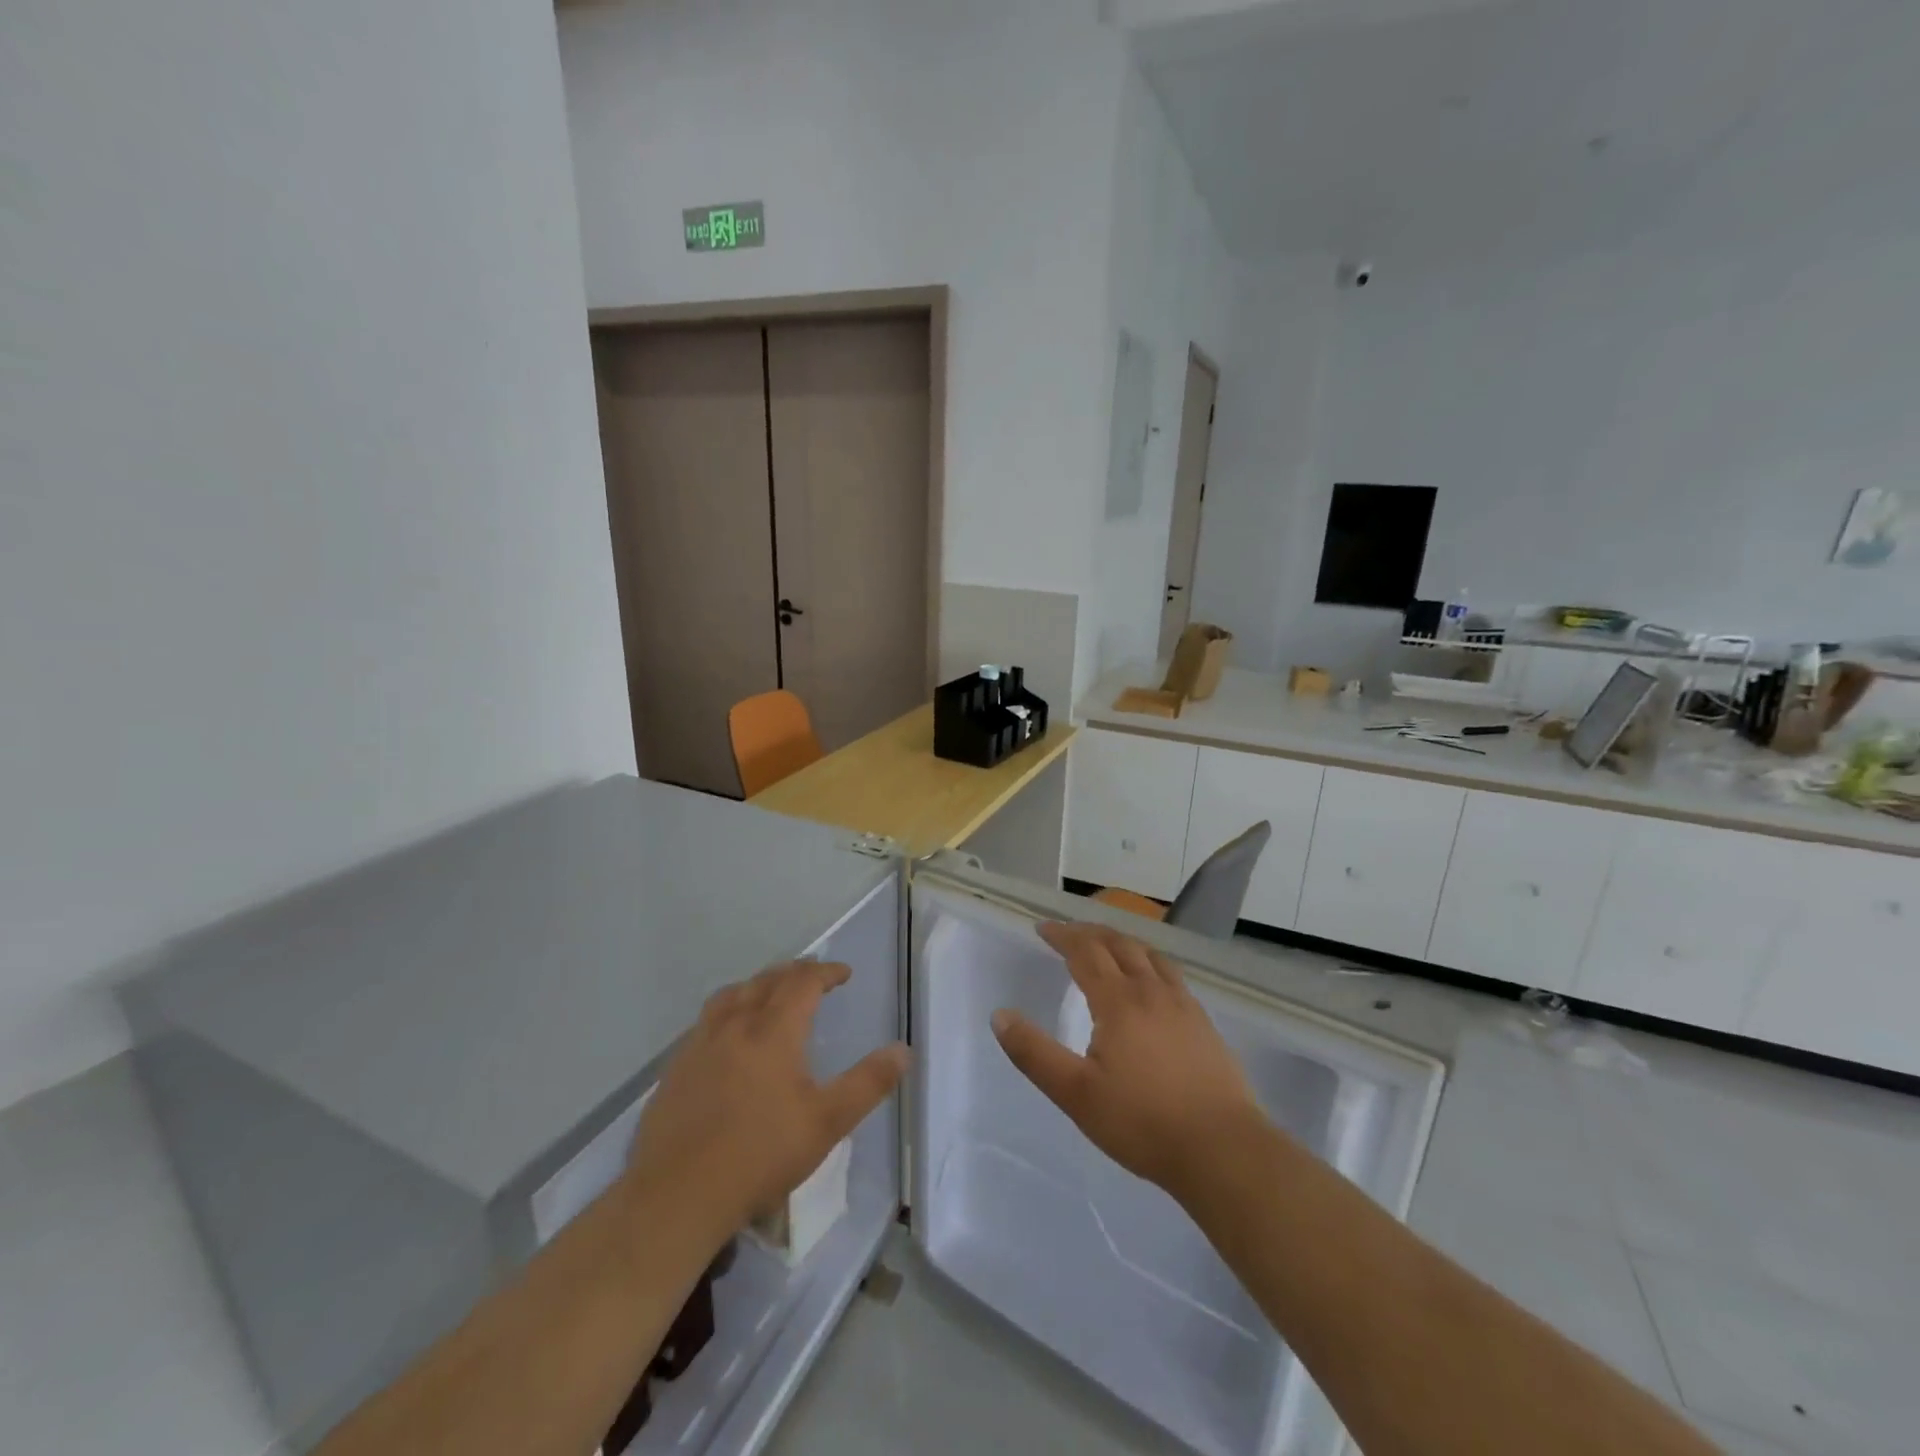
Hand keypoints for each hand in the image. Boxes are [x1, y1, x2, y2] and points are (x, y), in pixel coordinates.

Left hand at [627, 961, 909, 1241]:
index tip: (844, 973)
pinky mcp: (676, 1067)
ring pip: (731, 994)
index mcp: (773, 1031)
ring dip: (757, 985)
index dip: (826, 972)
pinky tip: (729, 1037)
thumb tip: (903, 1050)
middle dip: (794, 973)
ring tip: (770, 994)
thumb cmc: (759, 1156)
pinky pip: (706, 1020)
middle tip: (813, 977)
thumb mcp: (827, 1123)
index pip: (803, 982)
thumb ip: (868, 1083)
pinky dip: (728, 1011)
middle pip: (767, 981)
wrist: (676, 1196)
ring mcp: (699, 1044)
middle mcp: (735, 1025)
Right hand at [992, 922, 1263, 1200]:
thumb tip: (1000, 1016)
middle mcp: (1151, 991)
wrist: (1222, 1149)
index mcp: (1118, 1001)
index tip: (1043, 928)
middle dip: (1089, 932)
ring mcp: (1183, 1004)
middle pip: (1119, 944)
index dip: (1062, 936)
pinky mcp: (1203, 1022)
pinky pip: (1170, 974)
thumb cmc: (1142, 1122)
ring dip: (1122, 941)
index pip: (1085, 952)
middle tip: (1068, 932)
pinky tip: (1150, 982)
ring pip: (1149, 955)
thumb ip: (1034, 1053)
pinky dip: (1149, 962)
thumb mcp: (1076, 1094)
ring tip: (1107, 946)